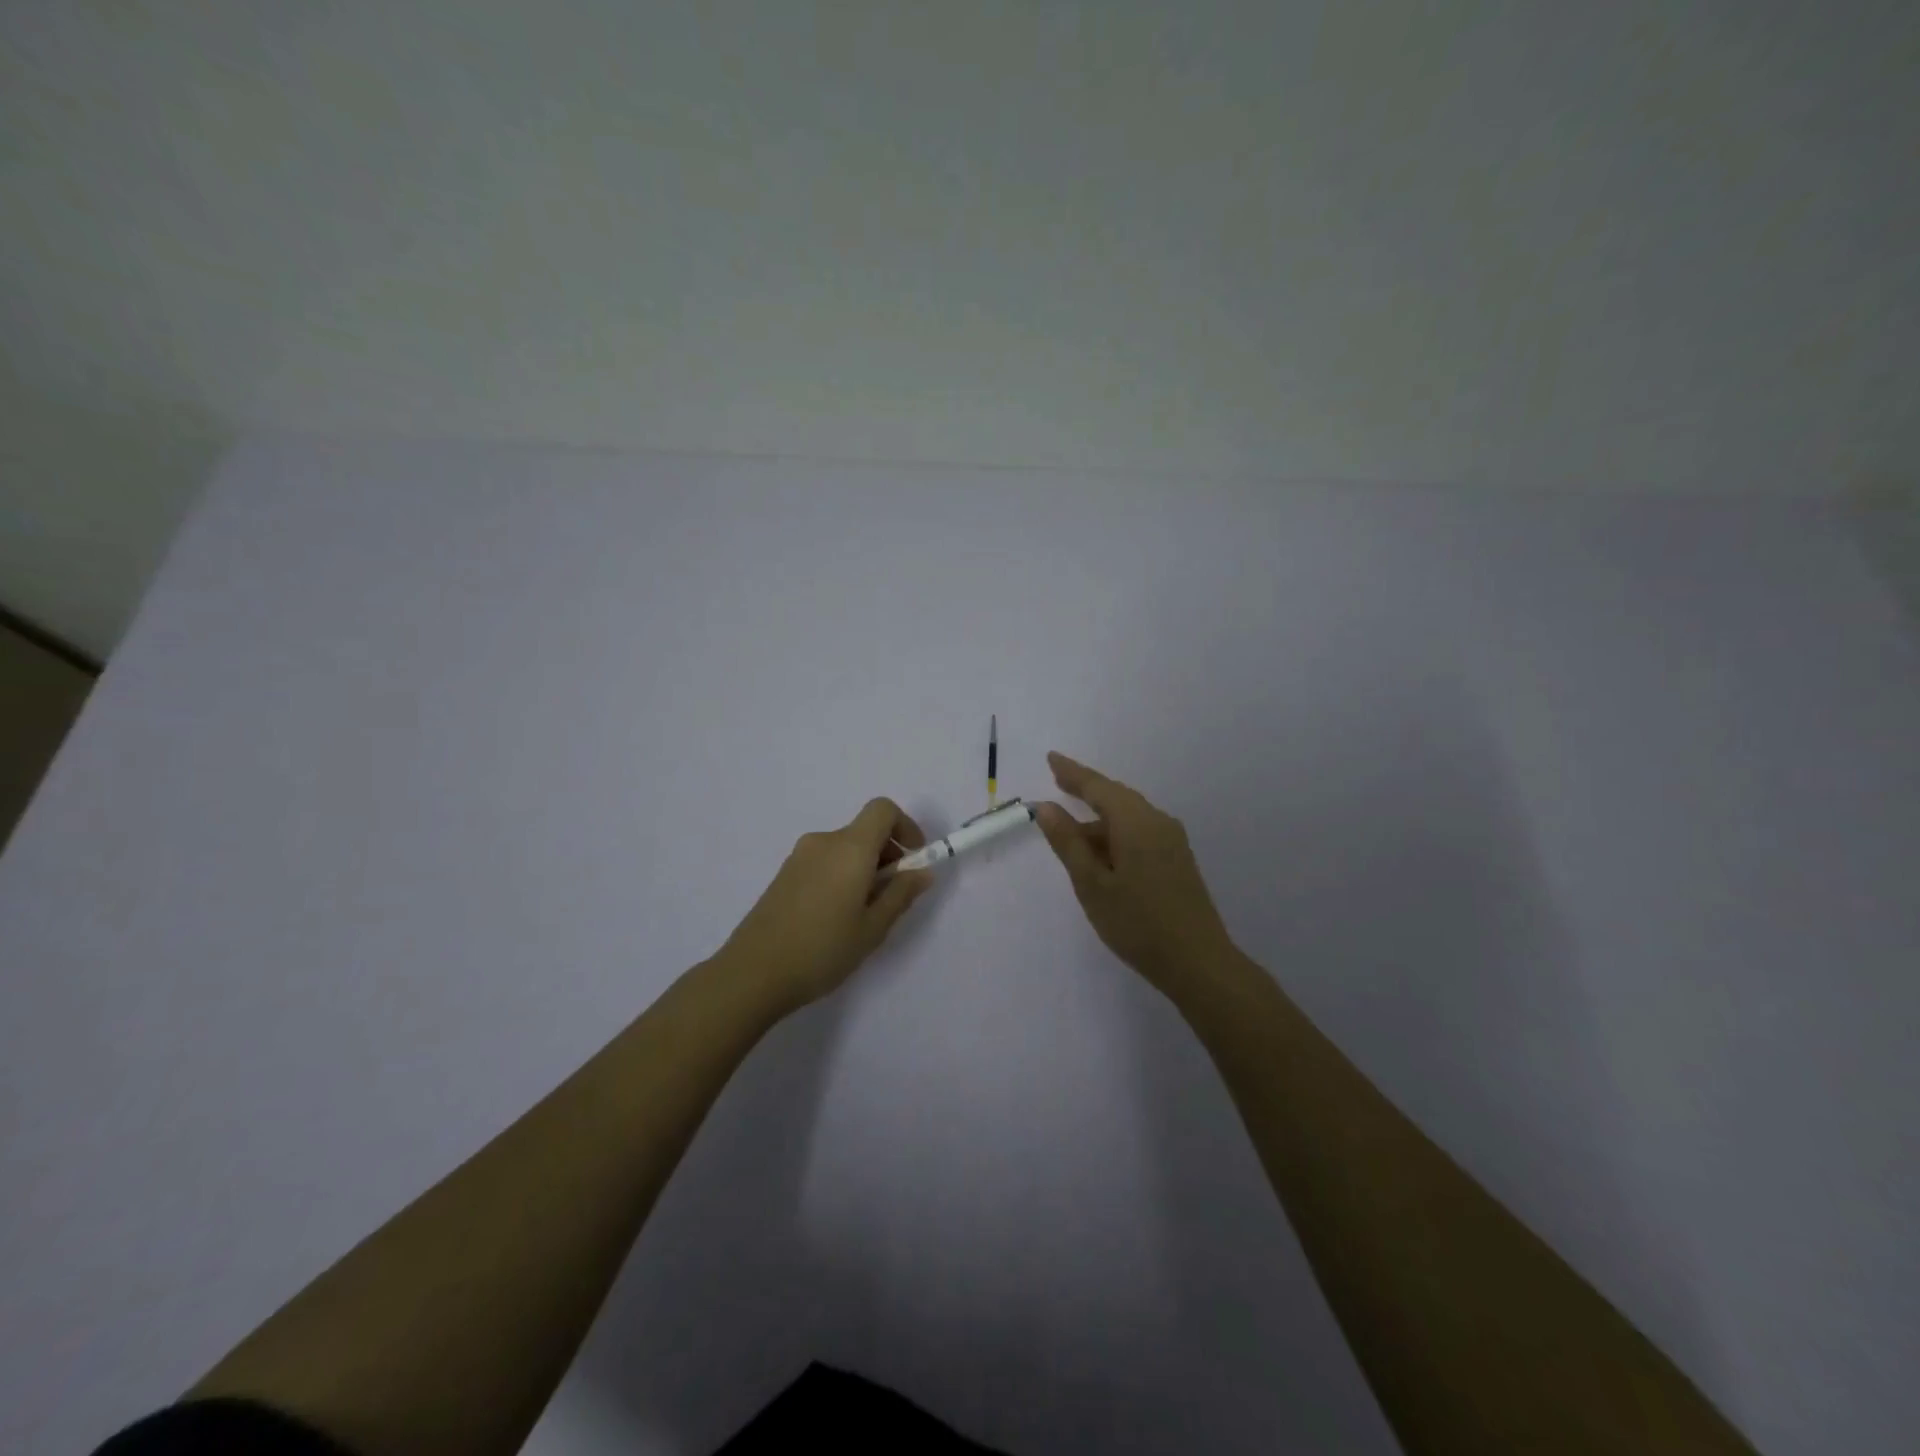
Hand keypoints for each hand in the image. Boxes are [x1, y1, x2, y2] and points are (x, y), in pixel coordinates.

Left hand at [719, 797, 933, 1011]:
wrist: (752, 973)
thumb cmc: (822, 949)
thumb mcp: (873, 928)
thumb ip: (901, 894)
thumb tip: (923, 871)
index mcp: (850, 848)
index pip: (883, 809)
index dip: (905, 826)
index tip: (913, 859)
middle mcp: (823, 842)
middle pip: (864, 830)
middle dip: (887, 854)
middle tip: (892, 896)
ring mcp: (799, 857)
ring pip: (844, 848)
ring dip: (864, 867)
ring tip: (863, 914)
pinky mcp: (784, 874)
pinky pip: (824, 861)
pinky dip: (841, 875)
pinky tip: (835, 917)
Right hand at [1036, 751, 1237, 993]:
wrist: (1199, 963)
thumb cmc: (1137, 924)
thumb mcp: (1092, 884)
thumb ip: (1068, 842)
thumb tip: (1046, 807)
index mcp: (1136, 822)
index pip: (1097, 787)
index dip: (1072, 773)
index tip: (1050, 758)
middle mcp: (1158, 822)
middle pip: (1116, 798)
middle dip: (1086, 791)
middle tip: (1058, 782)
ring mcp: (1172, 842)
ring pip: (1128, 818)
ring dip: (1099, 821)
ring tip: (1069, 834)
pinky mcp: (1178, 860)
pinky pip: (1140, 834)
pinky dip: (1115, 835)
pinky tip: (1101, 855)